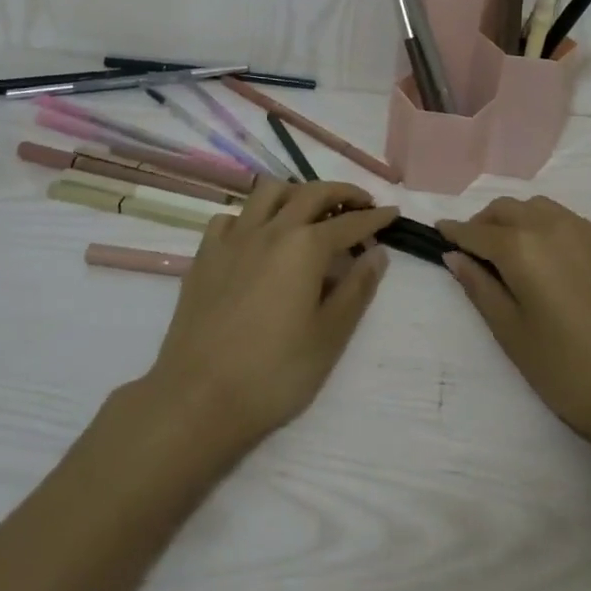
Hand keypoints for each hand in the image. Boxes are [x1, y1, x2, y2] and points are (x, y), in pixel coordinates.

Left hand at [140, 180, 393, 455]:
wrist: (198, 398)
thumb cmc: (274, 372)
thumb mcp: (329, 337)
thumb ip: (357, 289)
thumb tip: (377, 254)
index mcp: (306, 246)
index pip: (350, 222)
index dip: (375, 217)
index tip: (392, 213)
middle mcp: (271, 229)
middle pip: (312, 193)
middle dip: (342, 192)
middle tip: (360, 203)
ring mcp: (233, 239)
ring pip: (268, 192)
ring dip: (295, 192)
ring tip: (309, 210)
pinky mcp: (205, 255)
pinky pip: (230, 217)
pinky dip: (250, 217)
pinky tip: (256, 236)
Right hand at [439, 197, 590, 456]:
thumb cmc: (568, 373)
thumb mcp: (512, 334)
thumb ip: (480, 288)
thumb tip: (455, 256)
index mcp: (523, 247)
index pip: (478, 230)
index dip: (455, 231)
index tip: (440, 232)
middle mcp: (556, 226)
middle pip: (510, 208)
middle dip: (486, 221)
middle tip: (475, 248)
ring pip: (544, 209)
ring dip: (520, 220)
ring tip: (514, 251)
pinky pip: (575, 224)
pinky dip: (554, 231)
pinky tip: (558, 264)